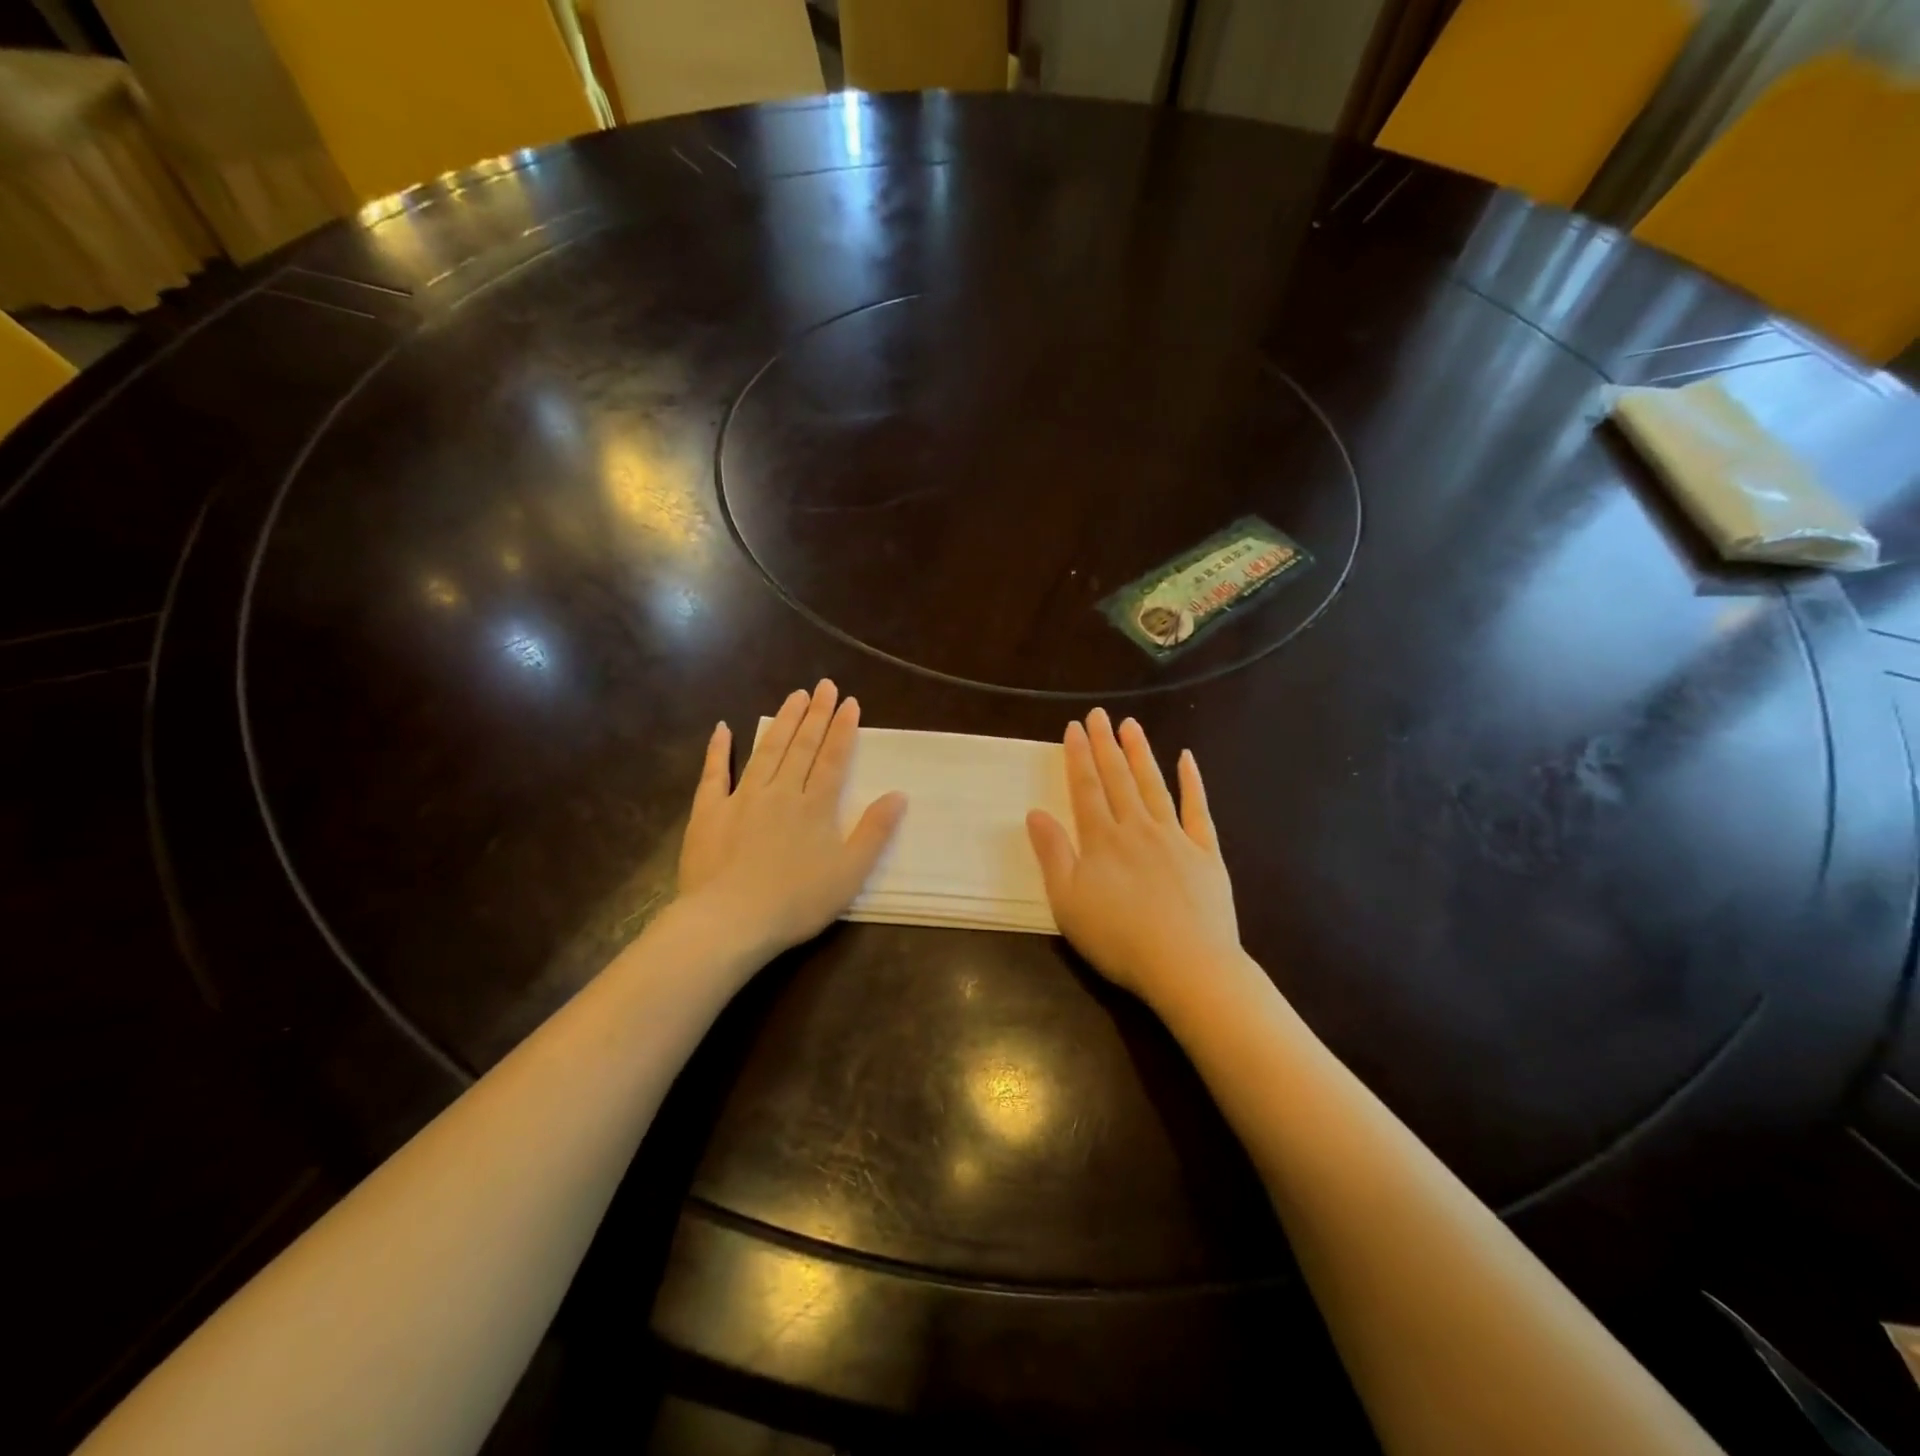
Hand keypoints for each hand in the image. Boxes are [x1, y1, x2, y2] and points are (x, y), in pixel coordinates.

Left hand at [676, 680, 906, 961]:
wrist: (729, 921)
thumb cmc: (796, 902)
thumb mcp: (849, 873)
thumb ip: (874, 832)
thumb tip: (898, 795)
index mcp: (815, 807)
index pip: (834, 759)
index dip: (843, 729)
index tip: (850, 702)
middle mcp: (781, 792)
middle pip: (802, 746)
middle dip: (816, 715)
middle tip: (824, 685)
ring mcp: (742, 798)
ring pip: (767, 751)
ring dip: (782, 721)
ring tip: (794, 696)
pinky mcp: (709, 812)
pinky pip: (714, 774)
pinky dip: (719, 750)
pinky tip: (724, 728)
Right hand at [1026, 709, 1243, 1011]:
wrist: (1187, 965)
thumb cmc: (1119, 939)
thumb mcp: (1068, 902)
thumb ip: (1053, 854)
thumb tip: (1035, 813)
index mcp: (1102, 840)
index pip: (1086, 788)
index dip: (1078, 756)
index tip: (1074, 727)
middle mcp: (1137, 828)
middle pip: (1118, 779)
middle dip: (1106, 744)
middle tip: (1099, 714)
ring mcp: (1175, 837)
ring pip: (1154, 785)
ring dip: (1141, 753)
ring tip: (1131, 725)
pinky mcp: (1206, 853)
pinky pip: (1198, 809)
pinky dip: (1192, 782)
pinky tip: (1187, 759)